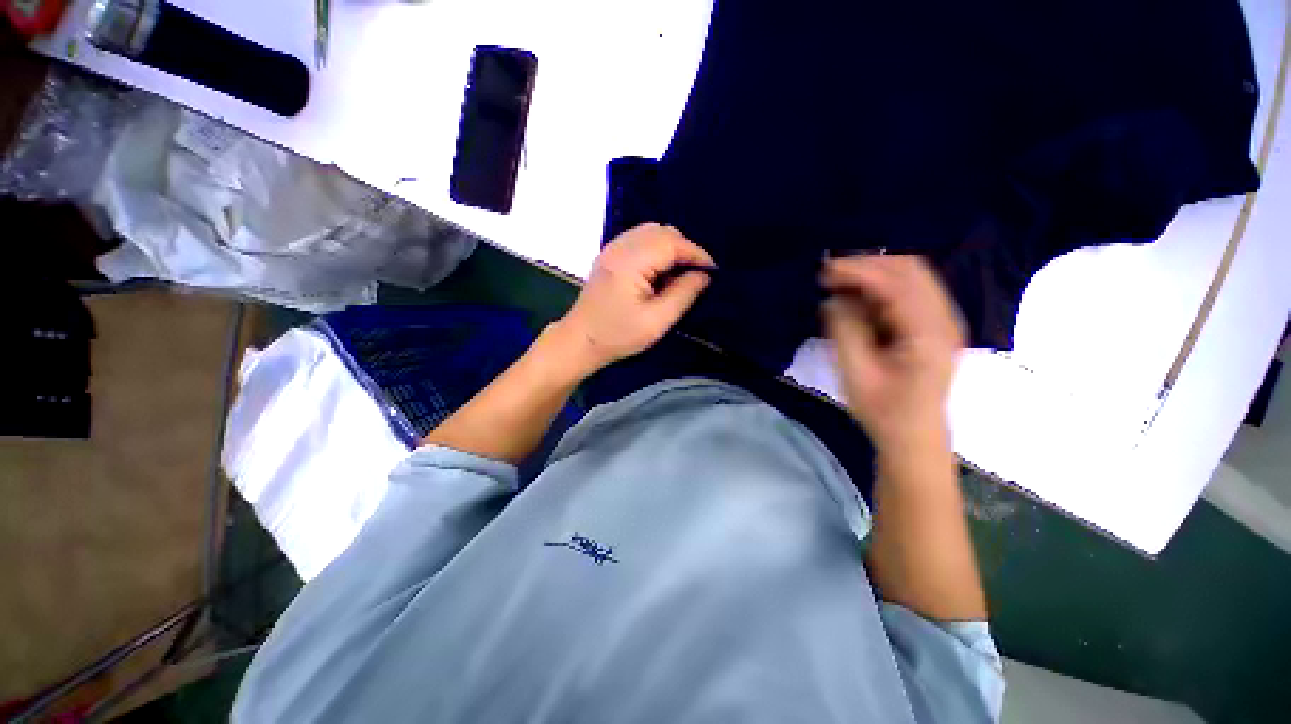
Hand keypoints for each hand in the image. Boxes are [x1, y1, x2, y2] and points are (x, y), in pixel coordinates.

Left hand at [553, 223, 713, 374]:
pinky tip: (660, 271)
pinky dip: (656, 249)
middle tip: (697, 274)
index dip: (696, 254)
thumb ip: (683, 294)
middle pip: (662, 232)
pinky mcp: (609, 255)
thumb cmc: (618, 336)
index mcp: (630, 261)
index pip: (672, 243)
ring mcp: (612, 248)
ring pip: (651, 232)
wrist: (580, 341)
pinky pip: (639, 239)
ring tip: (680, 273)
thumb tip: (704, 275)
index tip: (713, 271)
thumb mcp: (657, 321)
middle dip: (685, 249)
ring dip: (670, 247)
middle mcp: (620, 247)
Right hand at [822, 255, 963, 459]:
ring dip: (875, 274)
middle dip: (868, 265)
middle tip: (830, 275)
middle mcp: (944, 318)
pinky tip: (859, 300)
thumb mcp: (856, 373)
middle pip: (910, 269)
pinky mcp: (934, 327)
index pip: (895, 283)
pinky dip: (882, 288)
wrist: (914, 438)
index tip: (824, 271)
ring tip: (840, 284)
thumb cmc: (884, 411)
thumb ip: (844, 331)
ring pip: (912, 277)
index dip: (858, 271)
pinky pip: (910, 292)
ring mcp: (943, 321)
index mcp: (928, 332)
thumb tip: (834, 300)